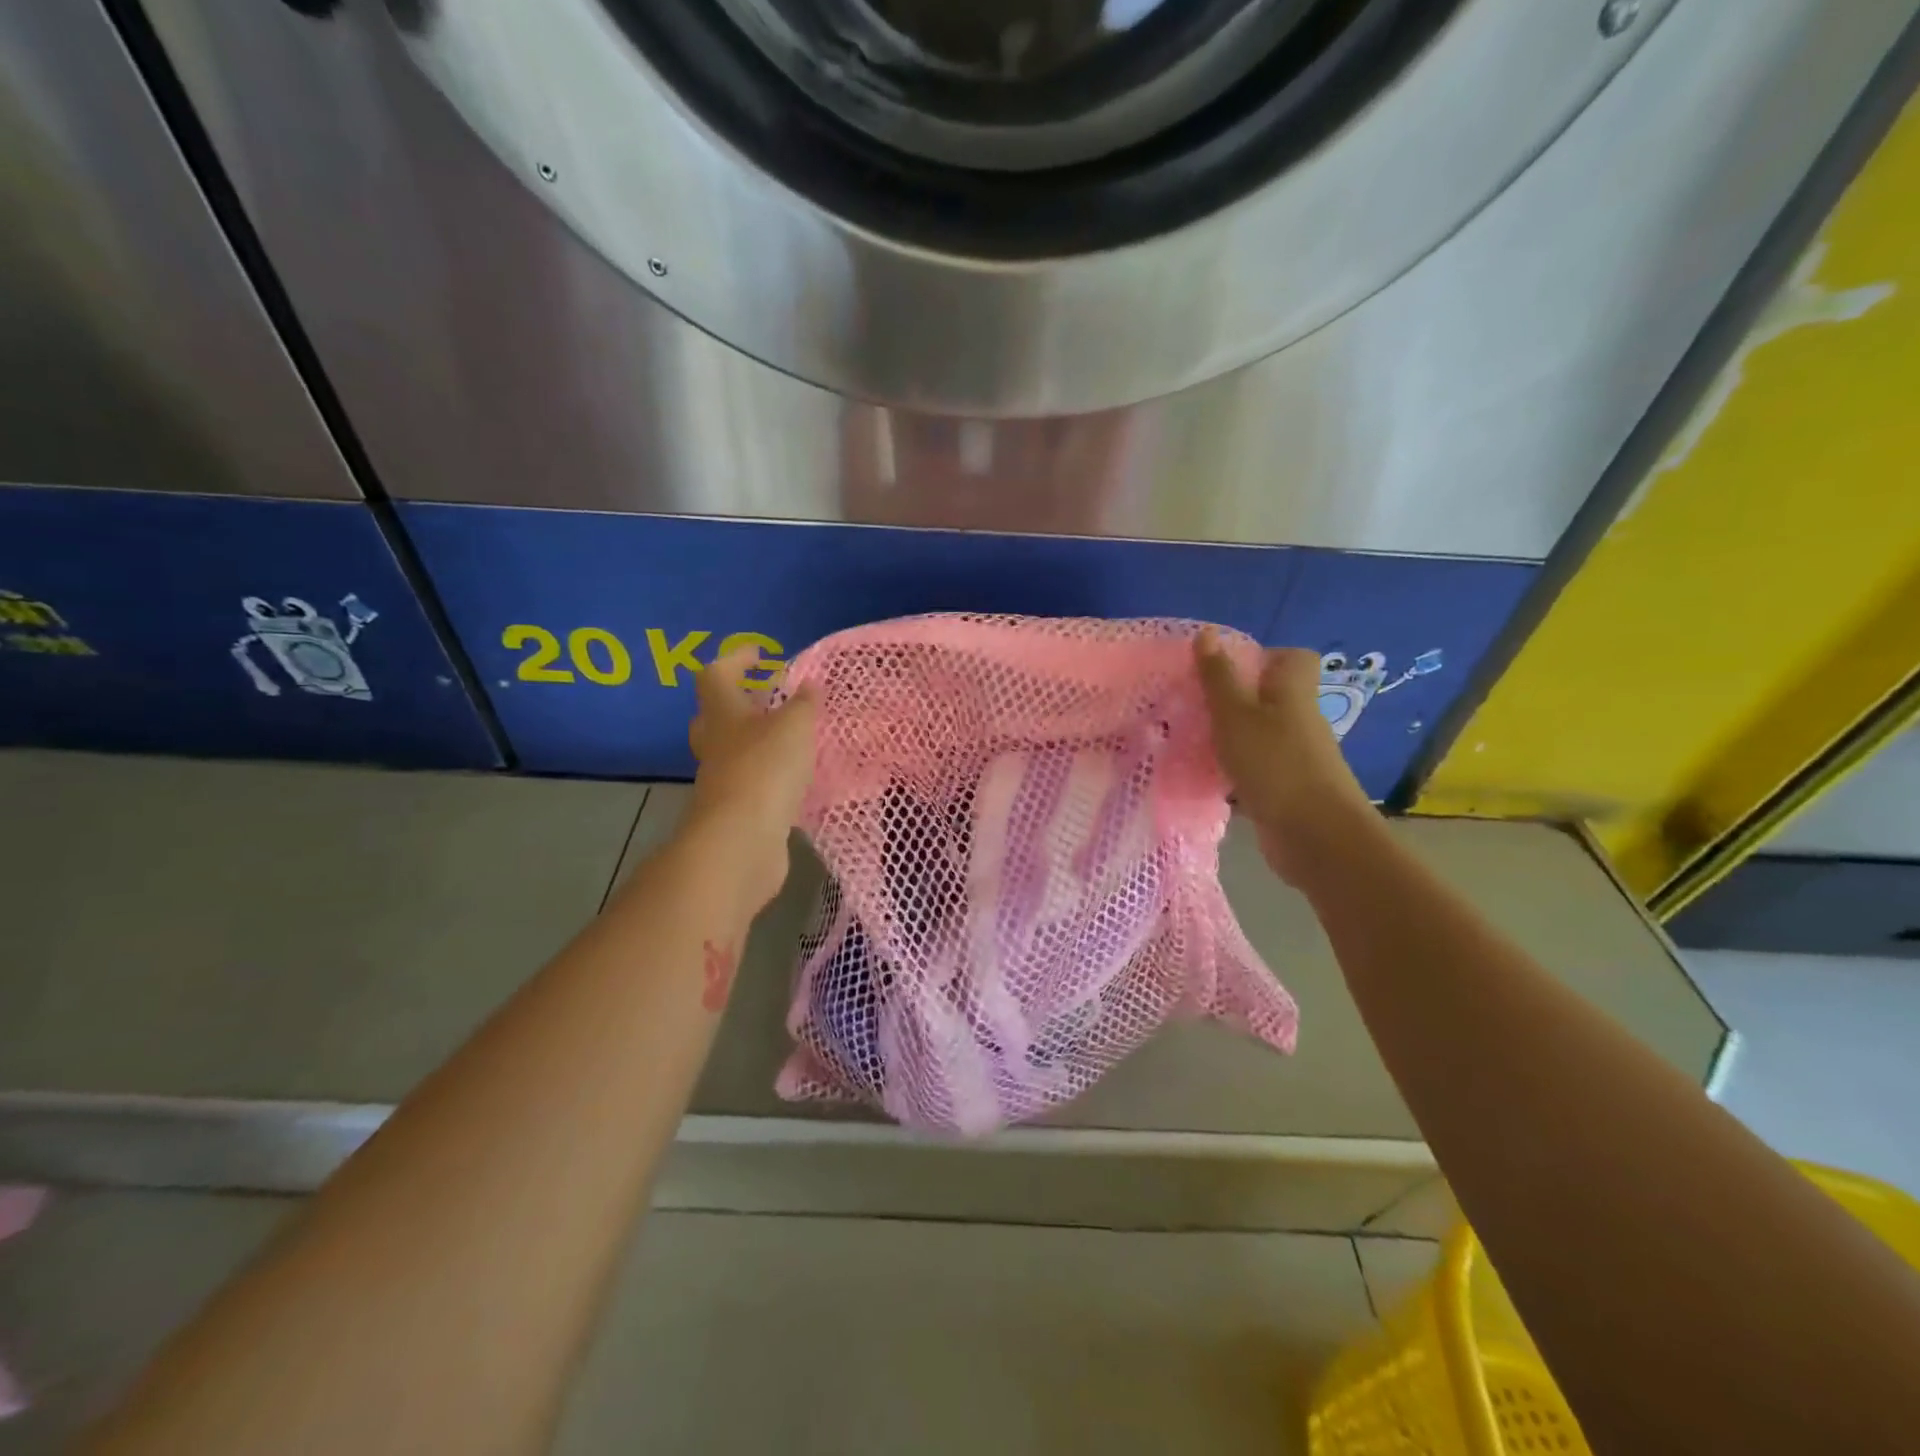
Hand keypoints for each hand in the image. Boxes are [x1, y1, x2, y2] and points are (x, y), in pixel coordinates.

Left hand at [684, 647, 818, 914]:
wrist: (742, 841)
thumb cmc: (765, 769)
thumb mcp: (794, 726)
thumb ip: (803, 704)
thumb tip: (808, 685)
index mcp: (723, 713)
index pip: (717, 674)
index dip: (736, 659)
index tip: (761, 655)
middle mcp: (715, 743)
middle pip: (717, 714)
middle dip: (743, 702)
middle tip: (773, 699)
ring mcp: (722, 779)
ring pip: (734, 750)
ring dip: (758, 741)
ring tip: (793, 737)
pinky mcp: (736, 809)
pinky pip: (751, 781)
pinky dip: (769, 774)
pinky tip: (796, 777)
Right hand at [1194, 628, 1374, 884]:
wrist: (1315, 837)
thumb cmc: (1274, 764)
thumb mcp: (1236, 714)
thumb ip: (1218, 677)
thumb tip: (1207, 633)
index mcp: (1293, 692)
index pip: (1292, 658)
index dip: (1261, 657)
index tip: (1223, 671)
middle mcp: (1299, 720)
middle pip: (1270, 698)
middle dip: (1232, 700)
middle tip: (1193, 706)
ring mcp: (1295, 757)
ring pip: (1258, 735)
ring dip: (1229, 738)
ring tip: (1189, 741)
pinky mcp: (1285, 790)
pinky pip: (1255, 769)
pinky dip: (1232, 772)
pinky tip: (1204, 779)